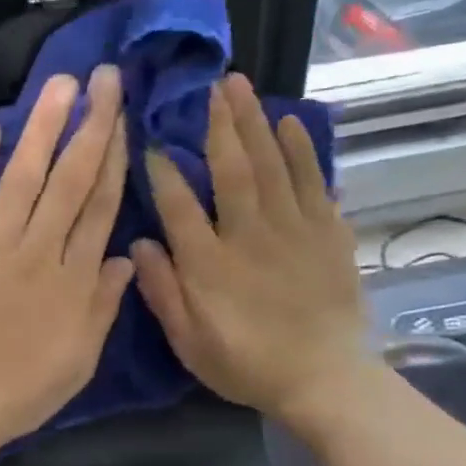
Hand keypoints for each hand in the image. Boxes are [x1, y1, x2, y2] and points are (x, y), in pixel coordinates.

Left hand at [0, 65, 134, 465]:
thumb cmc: (16, 393)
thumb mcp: (78, 360)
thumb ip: (104, 305)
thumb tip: (125, 254)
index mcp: (73, 279)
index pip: (100, 205)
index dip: (115, 157)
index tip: (124, 117)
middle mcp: (36, 251)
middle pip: (70, 179)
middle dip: (90, 124)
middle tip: (104, 78)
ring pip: (23, 176)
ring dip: (43, 127)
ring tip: (61, 84)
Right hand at [131, 73, 370, 425]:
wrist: (325, 381)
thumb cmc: (246, 363)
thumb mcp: (188, 341)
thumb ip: (162, 290)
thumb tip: (136, 242)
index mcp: (209, 264)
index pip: (179, 205)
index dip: (163, 169)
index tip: (151, 139)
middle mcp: (249, 236)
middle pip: (233, 169)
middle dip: (219, 124)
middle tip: (210, 85)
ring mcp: (294, 230)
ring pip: (273, 165)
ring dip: (255, 122)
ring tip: (242, 87)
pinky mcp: (328, 233)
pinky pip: (314, 181)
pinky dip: (303, 149)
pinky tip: (290, 122)